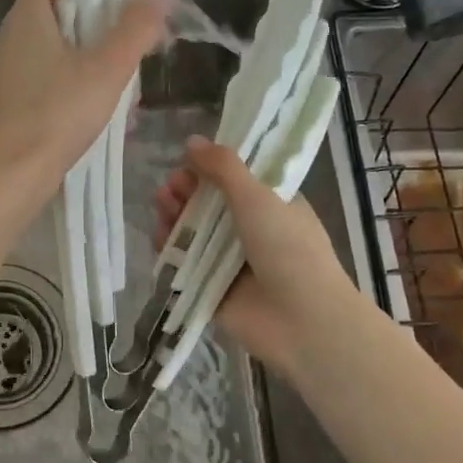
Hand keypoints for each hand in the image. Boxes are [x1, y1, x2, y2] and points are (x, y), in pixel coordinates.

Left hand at [0, 0, 172, 203]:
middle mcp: (6, 39)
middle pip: (53, 14)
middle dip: (94, 26)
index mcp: (25, 19)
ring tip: (120, 88)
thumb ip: (135, 28)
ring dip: (86, 62)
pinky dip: (68, 88)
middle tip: (126, 46)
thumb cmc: (58, 114)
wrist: (11, 177)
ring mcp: (1, 74)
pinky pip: (41, 82)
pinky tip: (96, 115)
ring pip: (50, 52)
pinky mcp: (3, 105)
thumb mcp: (107, 69)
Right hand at [152, 137, 348, 374]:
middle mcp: (250, 231)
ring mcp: (229, 262)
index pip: (233, 179)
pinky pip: (184, 264)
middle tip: (170, 188)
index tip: (188, 162)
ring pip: (193, 232)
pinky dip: (170, 249)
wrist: (303, 321)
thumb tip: (191, 141)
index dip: (208, 169)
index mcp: (270, 205)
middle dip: (185, 192)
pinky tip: (160, 236)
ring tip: (162, 206)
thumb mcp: (257, 196)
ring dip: (174, 216)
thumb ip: (223, 167)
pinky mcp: (211, 288)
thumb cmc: (288, 249)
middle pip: (208, 204)